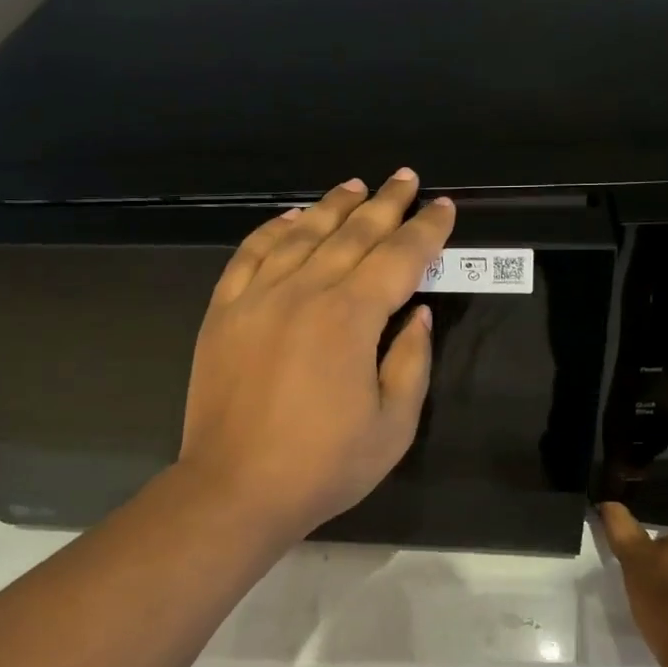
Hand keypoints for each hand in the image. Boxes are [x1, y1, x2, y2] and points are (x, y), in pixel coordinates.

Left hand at [179, 169, 455, 535]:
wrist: (234, 488)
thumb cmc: (323, 465)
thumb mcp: (393, 425)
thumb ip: (411, 360)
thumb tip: (417, 312)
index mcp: (350, 317)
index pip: (399, 257)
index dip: (426, 230)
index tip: (443, 207)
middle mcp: (305, 291)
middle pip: (353, 234)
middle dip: (386, 203)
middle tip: (406, 178)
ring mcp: (258, 296)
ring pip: (303, 234)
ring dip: (334, 206)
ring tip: (356, 185)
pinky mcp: (224, 309)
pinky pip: (252, 253)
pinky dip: (274, 228)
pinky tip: (292, 217)